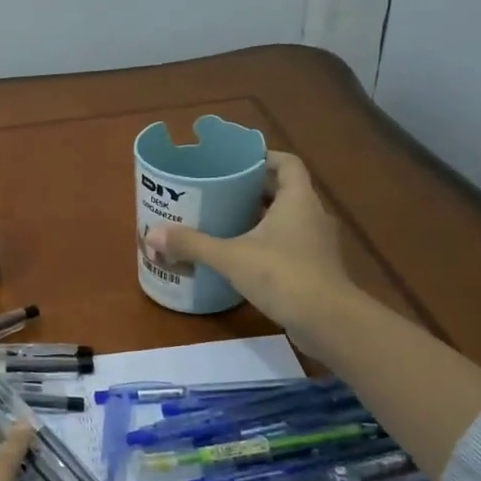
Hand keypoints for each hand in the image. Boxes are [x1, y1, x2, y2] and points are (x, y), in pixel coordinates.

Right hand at [144, 150, 355, 340]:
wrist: (329, 322)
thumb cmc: (283, 276)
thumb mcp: (230, 257)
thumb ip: (192, 244)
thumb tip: (151, 234)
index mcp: (298, 200)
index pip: (286, 163)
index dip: (263, 157)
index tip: (236, 162)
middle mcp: (312, 215)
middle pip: (284, 190)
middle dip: (253, 189)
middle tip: (219, 192)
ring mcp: (317, 244)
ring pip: (287, 219)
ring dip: (260, 218)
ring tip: (225, 221)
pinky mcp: (316, 268)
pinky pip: (289, 244)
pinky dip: (268, 243)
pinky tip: (242, 256)